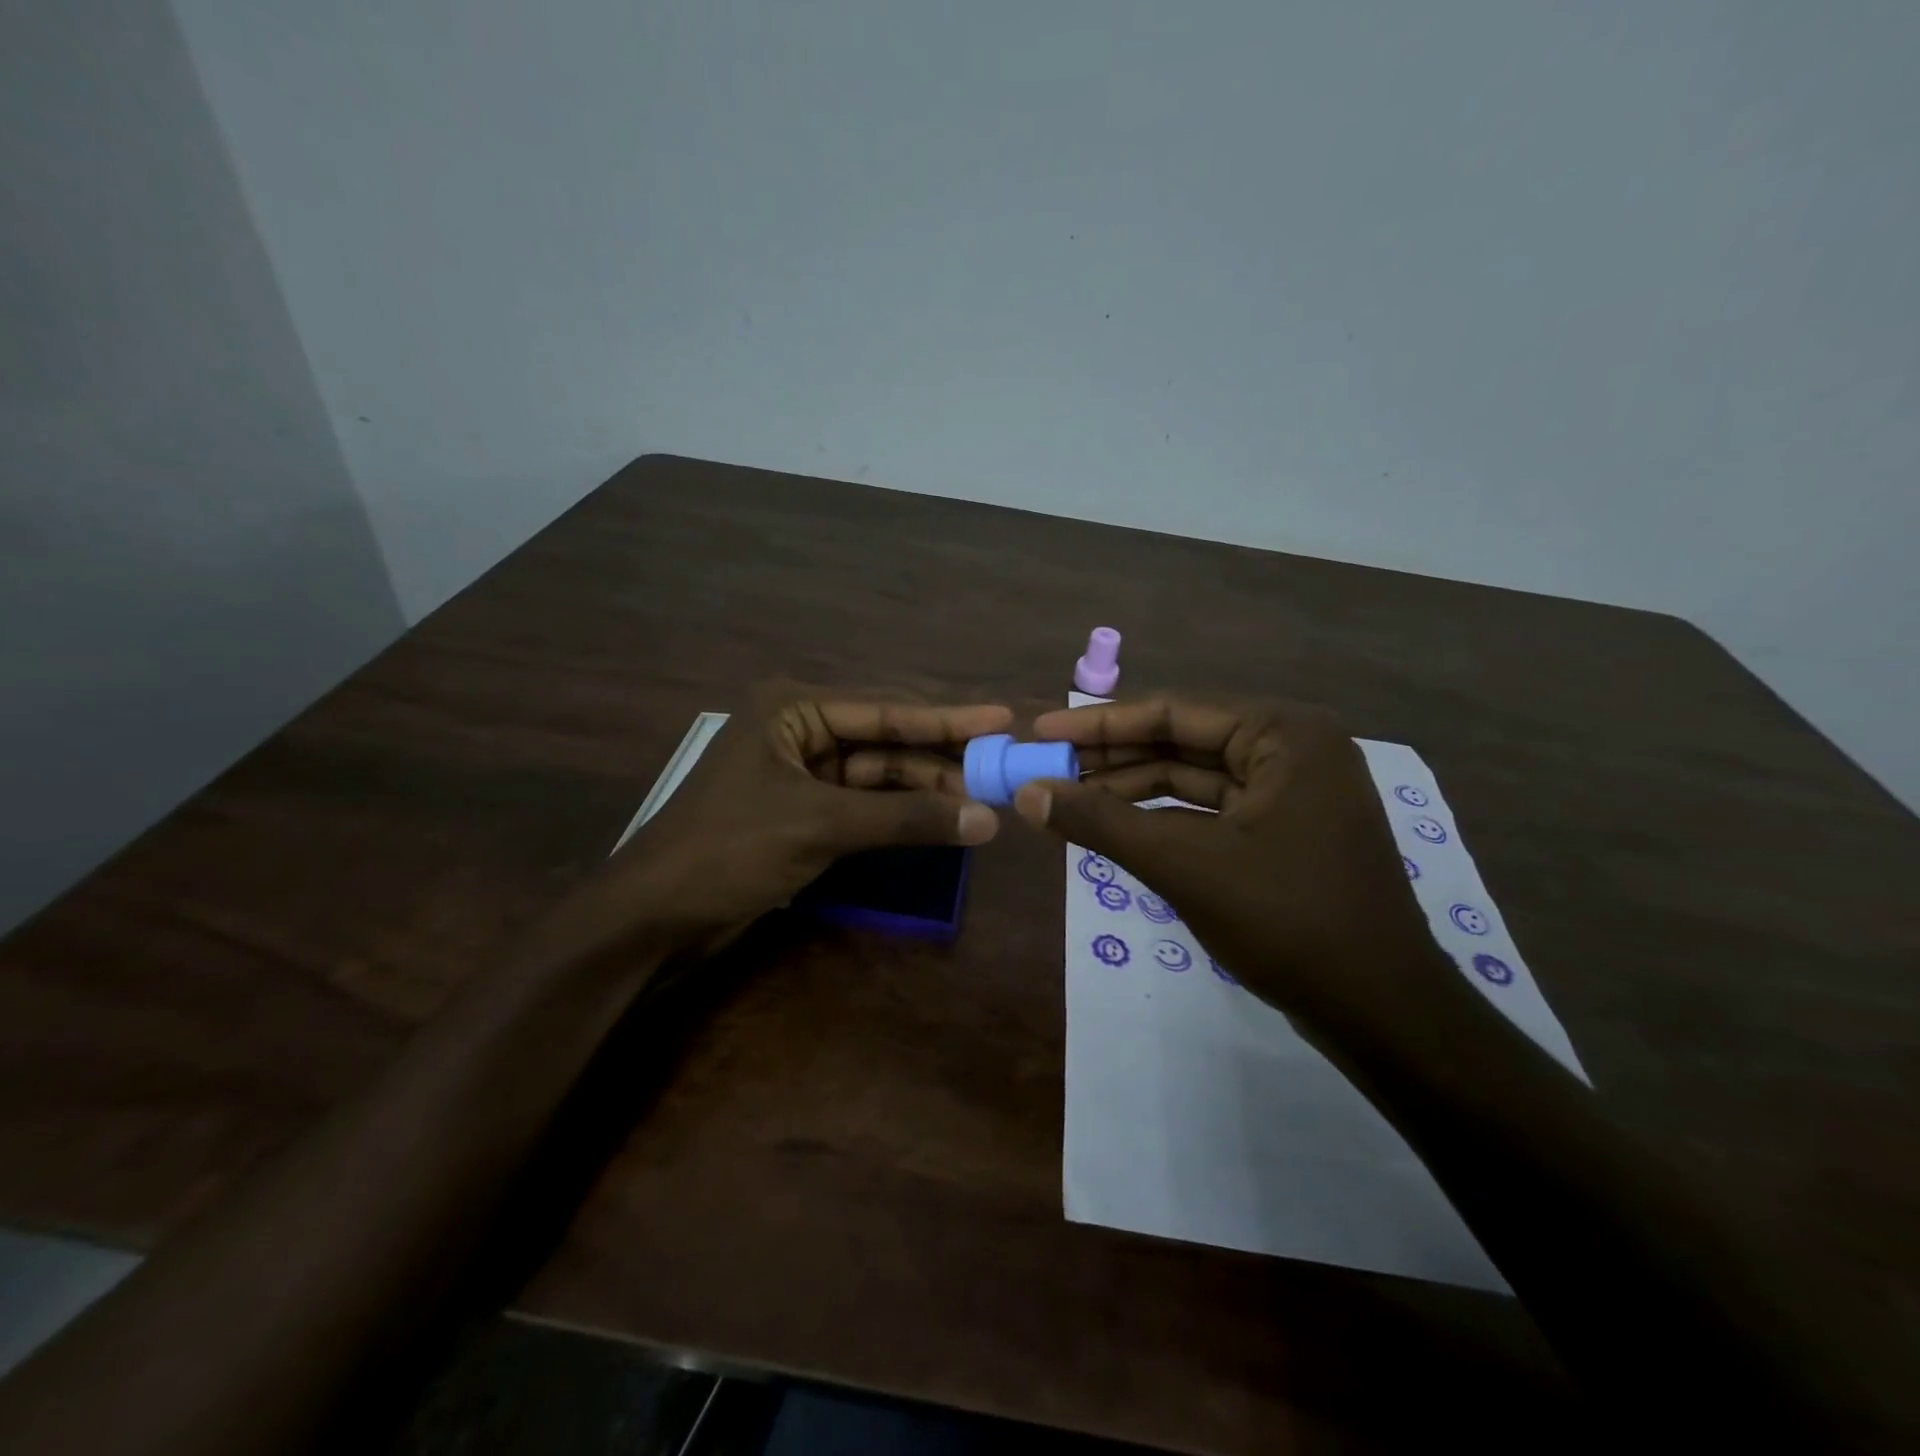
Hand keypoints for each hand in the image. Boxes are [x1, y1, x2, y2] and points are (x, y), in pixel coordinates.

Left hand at [556, 686, 1010, 963]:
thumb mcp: (822, 825)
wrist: (654, 918)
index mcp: (793, 710)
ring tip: (981, 800)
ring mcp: (801, 774)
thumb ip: (906, 818)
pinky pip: (864, 804)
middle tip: (1000, 767)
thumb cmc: (730, 850)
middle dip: (939, 756)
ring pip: (877, 774)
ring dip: (923, 788)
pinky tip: (939, 820)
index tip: (1002, 718)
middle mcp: (799, 732)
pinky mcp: (803, 813)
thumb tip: (988, 818)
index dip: (947, 717)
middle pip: (885, 739)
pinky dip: (899, 814)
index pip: (885, 708)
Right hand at [1018, 694, 1448, 1042]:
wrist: (1383, 1014)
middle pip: (1181, 741)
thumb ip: (1101, 823)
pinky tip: (1114, 829)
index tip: (1042, 732)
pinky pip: (1208, 811)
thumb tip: (1026, 794)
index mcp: (1283, 733)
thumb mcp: (1184, 865)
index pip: (1173, 711)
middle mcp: (1291, 749)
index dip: (1099, 724)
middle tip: (1046, 769)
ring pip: (1192, 779)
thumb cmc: (1289, 921)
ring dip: (1130, 790)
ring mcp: (1291, 792)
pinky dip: (1161, 819)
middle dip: (1111, 759)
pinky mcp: (1283, 832)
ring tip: (1067, 801)